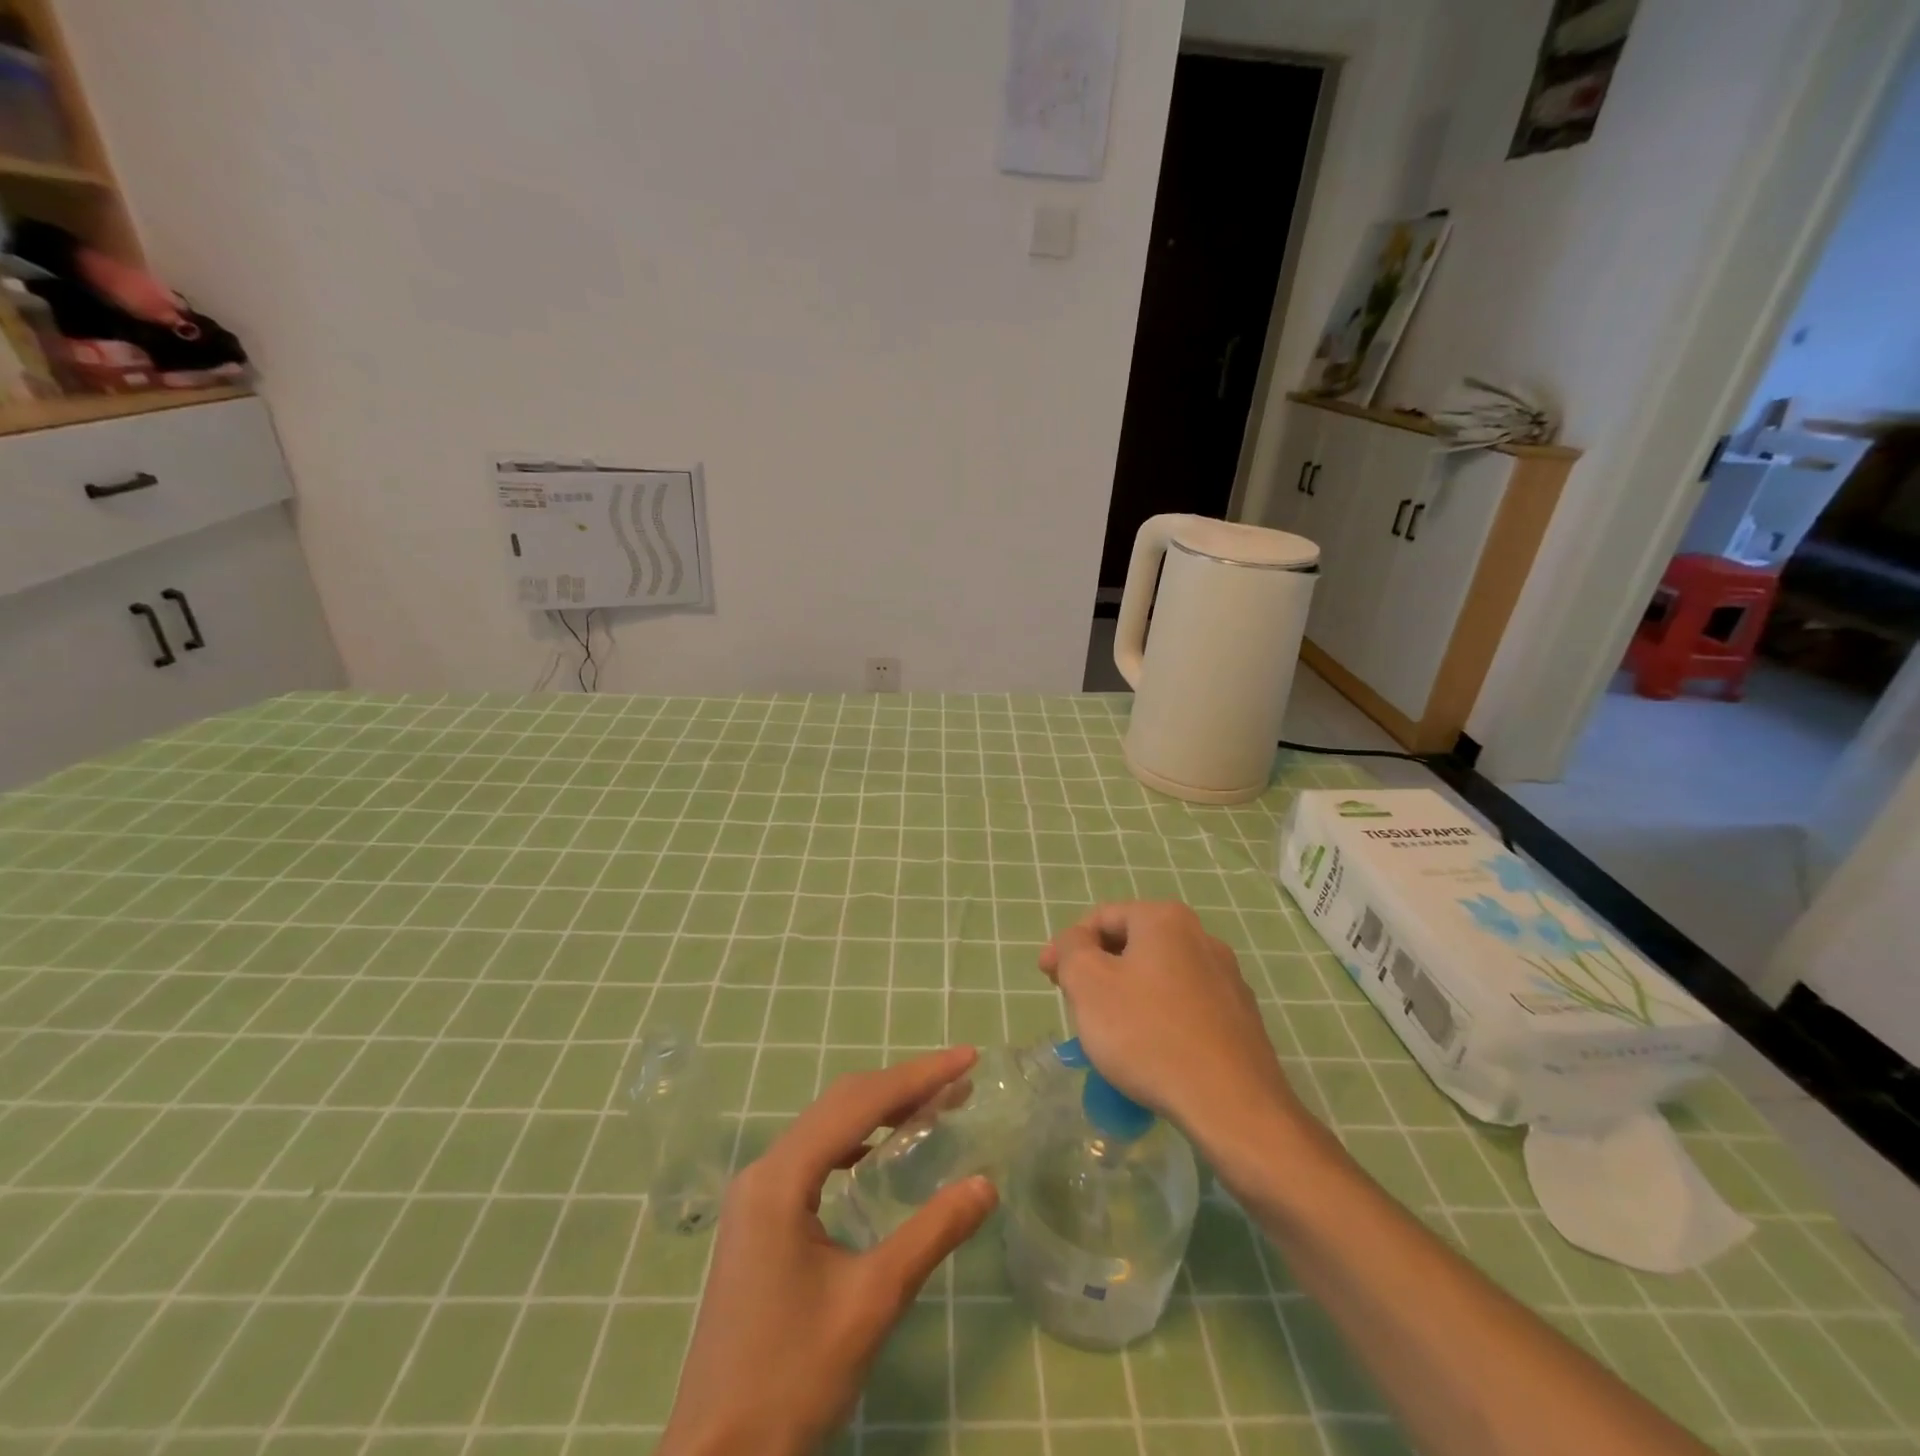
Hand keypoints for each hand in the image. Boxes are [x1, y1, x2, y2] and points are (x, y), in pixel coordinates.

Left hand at [661, 1047, 997, 1455]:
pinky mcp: (758, 1218)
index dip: (918, 1076)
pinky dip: (855, 1141)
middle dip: (902, 1086)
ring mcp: (756, 1194)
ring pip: (826, 1127)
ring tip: (932, 1107)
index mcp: (781, 1179)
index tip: (967, 1058)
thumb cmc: (793, 1378)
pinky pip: (814, 1156)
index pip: (860, 1104)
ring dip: (879, 1110)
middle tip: (959, 1081)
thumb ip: (932, 1233)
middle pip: (841, 1104)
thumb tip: (987, 1184)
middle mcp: (763, 1171)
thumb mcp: (872, 1302)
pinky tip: (880, 1153)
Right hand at [1039, 901, 1306, 1144]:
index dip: (1067, 945)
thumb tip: (1077, 942)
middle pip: (1132, 944)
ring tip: (1110, 1034)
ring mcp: (1227, 978)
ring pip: (1159, 977)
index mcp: (1165, 920)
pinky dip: (1159, 1020)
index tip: (1047, 979)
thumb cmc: (1148, 1034)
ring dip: (1127, 996)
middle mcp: (1202, 937)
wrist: (1232, 1106)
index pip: (1102, 917)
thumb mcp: (1088, 984)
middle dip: (1098, 970)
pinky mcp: (1241, 1019)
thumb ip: (1072, 949)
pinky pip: (1185, 1008)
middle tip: (1075, 1004)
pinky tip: (1150, 1054)